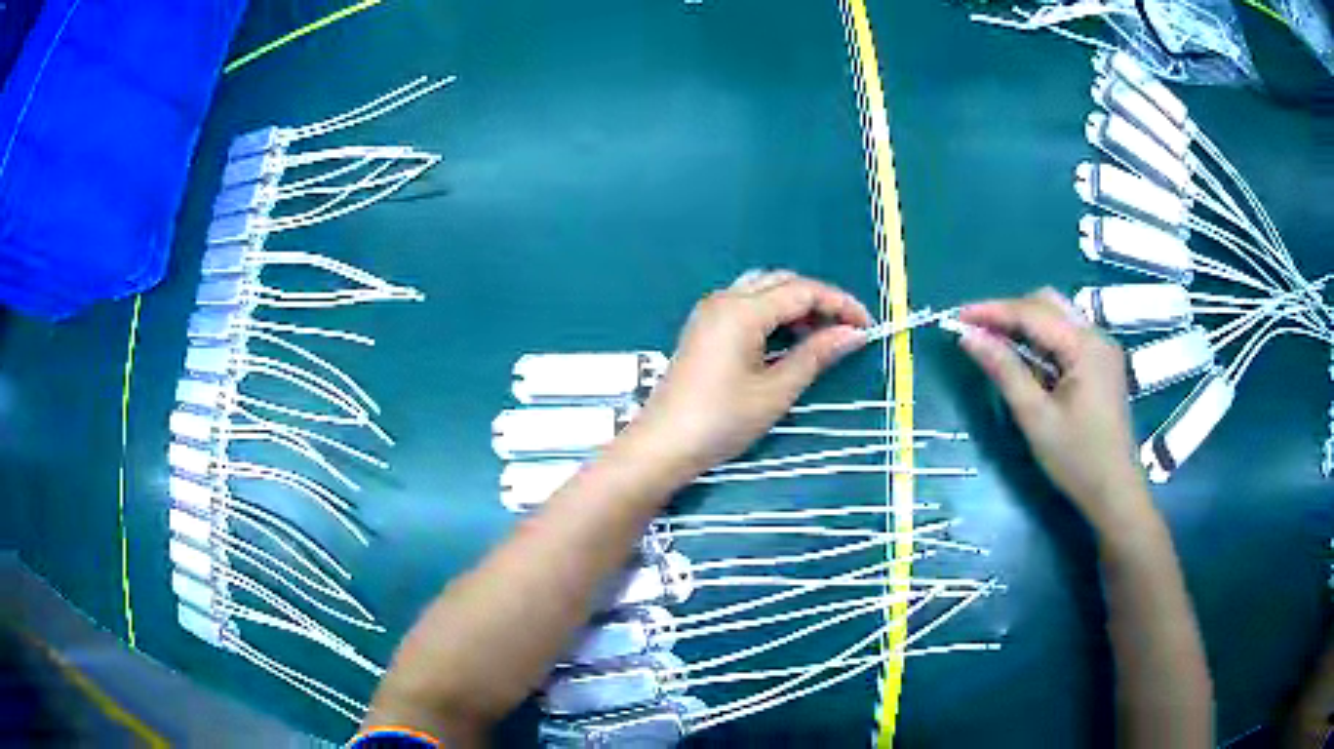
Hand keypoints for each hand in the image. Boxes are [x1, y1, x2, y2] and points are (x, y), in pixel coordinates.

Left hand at [626, 270, 872, 478]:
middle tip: (845, 332)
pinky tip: (786, 342)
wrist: (663, 444)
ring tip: (819, 338)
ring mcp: (710, 311)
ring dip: (795, 306)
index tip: (867, 326)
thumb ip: (816, 355)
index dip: (840, 304)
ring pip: (763, 290)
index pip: (803, 290)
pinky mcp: (703, 327)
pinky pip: (746, 305)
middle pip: (783, 282)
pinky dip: (773, 315)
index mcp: (743, 309)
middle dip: (819, 301)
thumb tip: (853, 334)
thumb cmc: (722, 420)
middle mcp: (725, 298)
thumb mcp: (776, 390)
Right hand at [959, 288, 1152, 529]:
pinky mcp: (1102, 364)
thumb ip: (1004, 370)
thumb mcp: (1035, 417)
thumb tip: (968, 337)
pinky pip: (1067, 336)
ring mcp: (1102, 349)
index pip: (1032, 313)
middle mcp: (1096, 336)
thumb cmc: (1076, 458)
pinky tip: (1027, 359)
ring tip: (996, 342)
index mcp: (1084, 346)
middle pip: (1048, 304)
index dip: (993, 311)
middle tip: (978, 330)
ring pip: (1058, 317)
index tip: (958, 316)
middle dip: (1010, 311)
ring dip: (1026, 324)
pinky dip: (1043, 339)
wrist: (1115, 492)